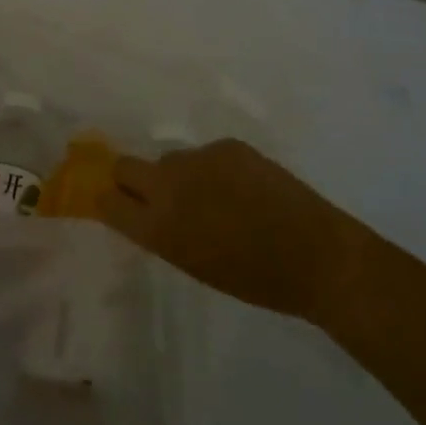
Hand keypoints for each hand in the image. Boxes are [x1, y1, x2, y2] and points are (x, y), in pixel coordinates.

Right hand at [96, 138, 371, 326]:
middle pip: (125, 166)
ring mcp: (197, 159)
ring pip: (171, 159)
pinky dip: (216, 168)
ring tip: (215, 196)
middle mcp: (168, 186)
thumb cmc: (255, 279)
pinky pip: (207, 154)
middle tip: (155, 194)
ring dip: (181, 175)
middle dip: (131, 178)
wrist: (317, 255)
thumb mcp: (194, 263)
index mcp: (158, 228)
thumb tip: (146, 210)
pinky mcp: (227, 145)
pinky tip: (243, 187)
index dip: (109, 199)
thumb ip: (163, 232)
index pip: (108, 200)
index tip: (115, 201)